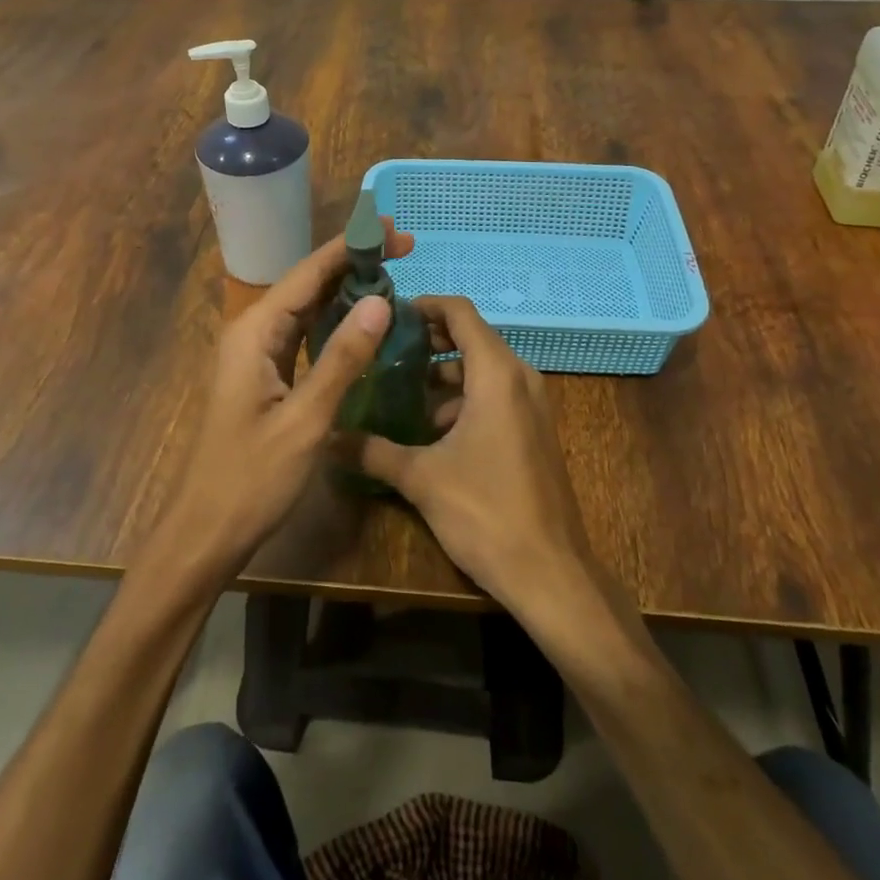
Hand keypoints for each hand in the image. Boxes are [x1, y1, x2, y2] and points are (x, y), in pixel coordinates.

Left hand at [145, 221, 413, 582]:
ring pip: (307, 307)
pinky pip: (305, 334)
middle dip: (354, 263)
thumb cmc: (251, 478)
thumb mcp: (305, 420)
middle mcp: (254, 332)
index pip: (309, 273)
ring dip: (347, 289)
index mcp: (255, 332)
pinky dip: (336, 321)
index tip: (393, 229)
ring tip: (393, 274)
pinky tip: (364, 321)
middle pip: (308, 283)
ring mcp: (258, 354)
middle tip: (404, 248)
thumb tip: (380, 302)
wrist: (206, 532)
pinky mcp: (267, 376)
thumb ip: (342, 358)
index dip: (351, 247)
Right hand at [351, 296, 599, 619]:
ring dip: (443, 374)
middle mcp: (519, 377)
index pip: (460, 312)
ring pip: (482, 369)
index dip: (425, 306)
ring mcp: (532, 404)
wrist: (551, 573)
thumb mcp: (421, 478)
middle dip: (428, 340)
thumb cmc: (486, 512)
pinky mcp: (534, 430)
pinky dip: (463, 398)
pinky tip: (429, 430)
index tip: (390, 316)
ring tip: (398, 391)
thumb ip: (373, 451)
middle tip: (384, 352)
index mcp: (496, 373)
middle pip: (471, 337)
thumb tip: (328, 437)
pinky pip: (495, 395)